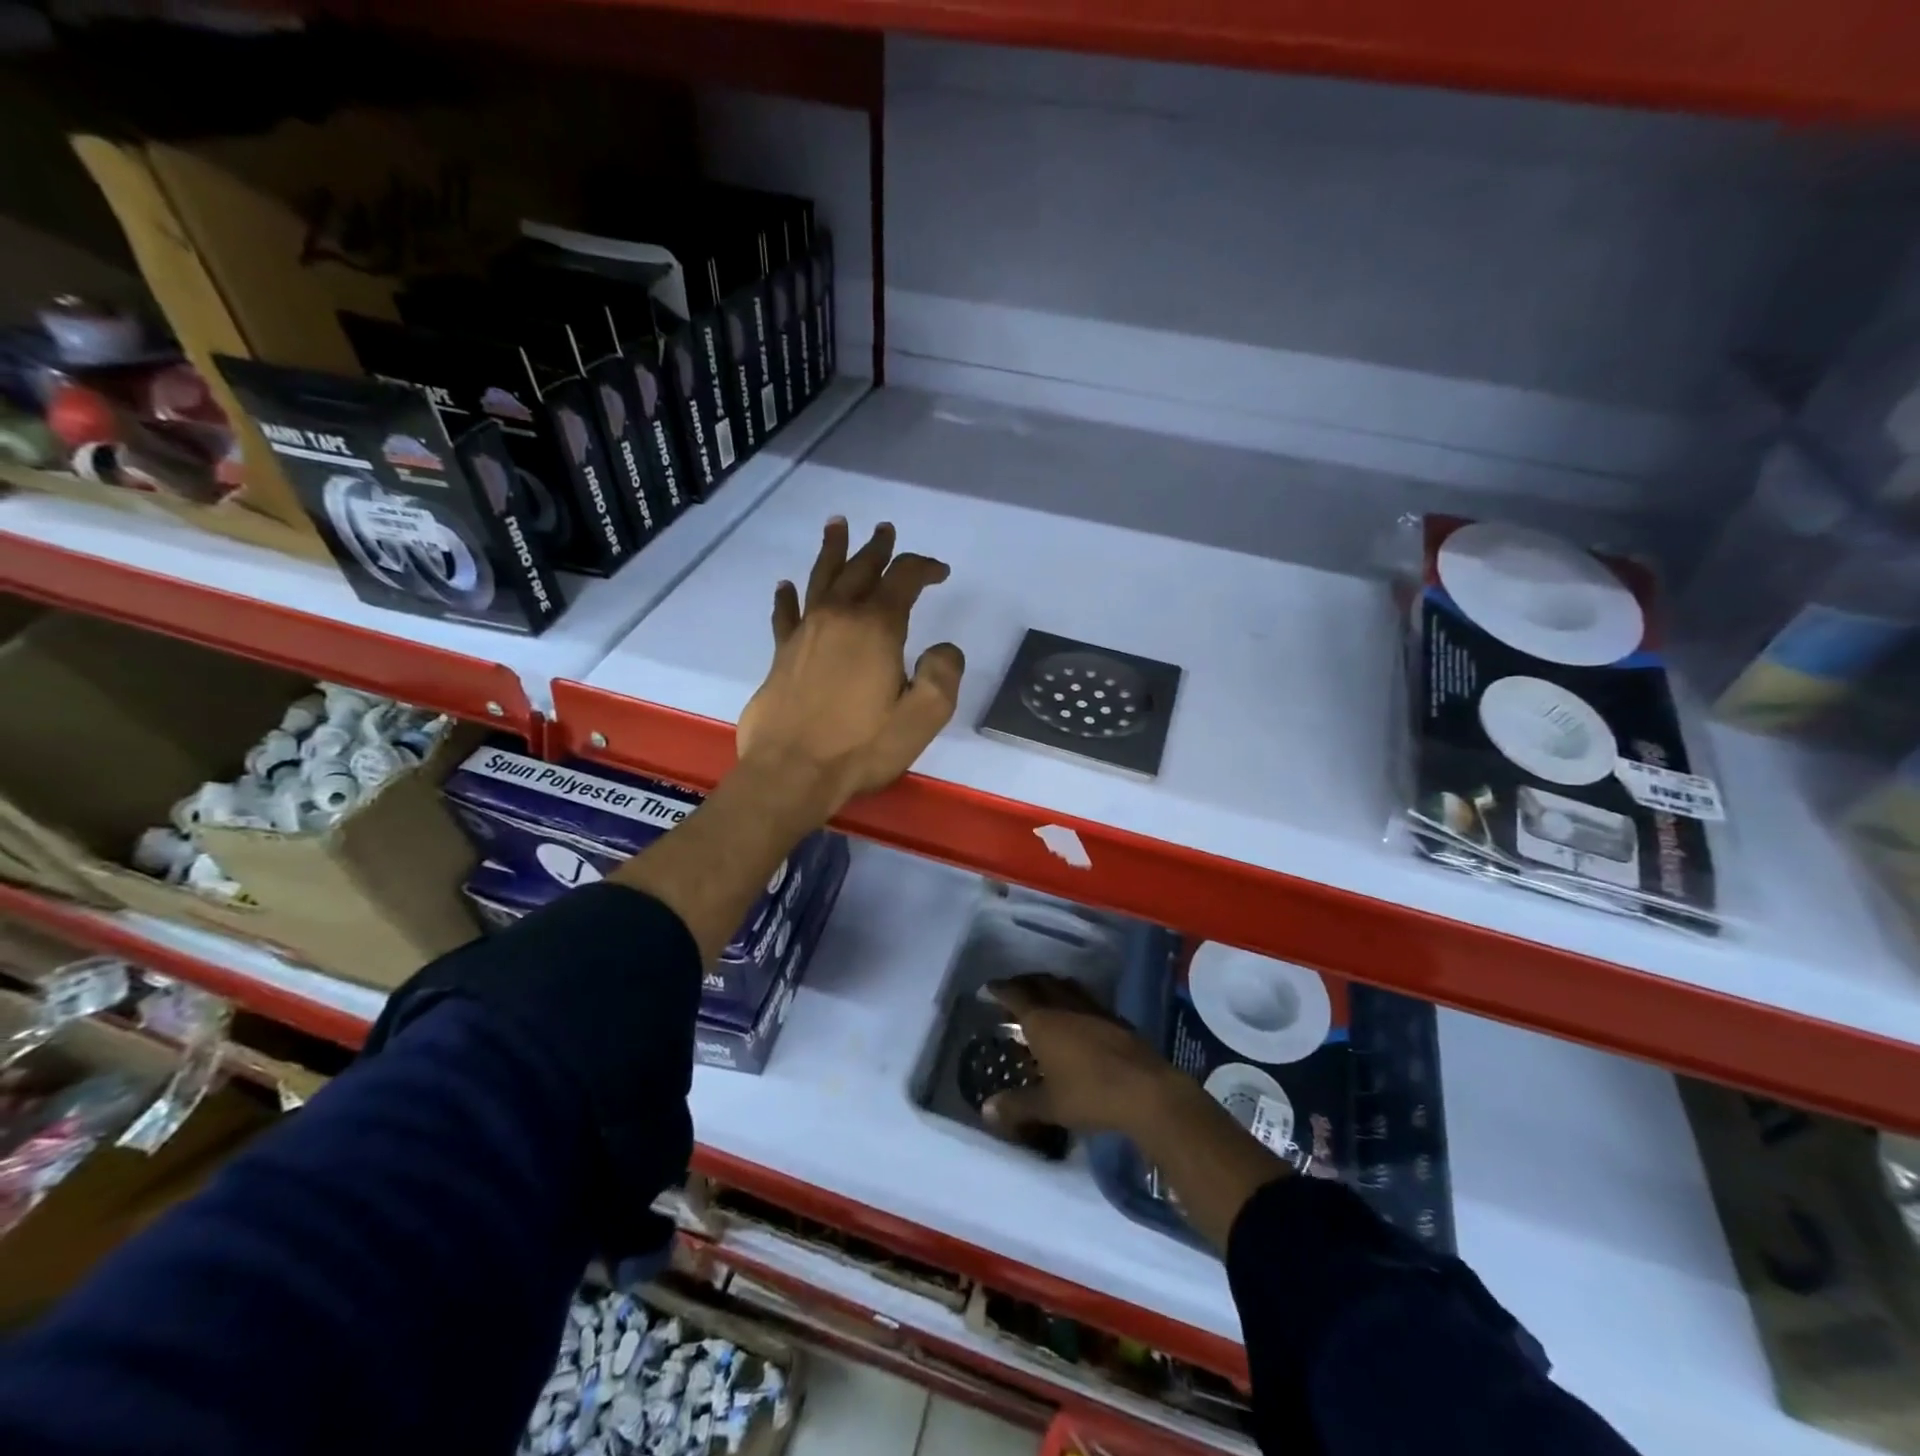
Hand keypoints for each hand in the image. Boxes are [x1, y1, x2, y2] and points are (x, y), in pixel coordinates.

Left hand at [736, 517, 963, 821]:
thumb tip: (943, 648)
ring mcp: (805, 634)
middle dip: (878, 549)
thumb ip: (943, 674)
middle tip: (885, 530)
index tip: (940, 572)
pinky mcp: (781, 655)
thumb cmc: (861, 747)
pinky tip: (785, 586)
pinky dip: (787, 597)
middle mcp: (838, 619)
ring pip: (820, 579)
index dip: (924, 568)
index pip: (903, 579)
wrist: (791, 772)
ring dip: (832, 551)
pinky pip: (785, 614)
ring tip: (837, 526)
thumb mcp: (923, 716)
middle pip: (860, 570)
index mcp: (876, 628)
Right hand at [981, 974, 1182, 1139]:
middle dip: (1023, 983)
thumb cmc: (1090, 1094)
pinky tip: (1075, 1015)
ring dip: (1049, 987)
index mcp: (1043, 1020)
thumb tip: (986, 1110)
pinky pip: (1084, 998)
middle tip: (1013, 991)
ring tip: (1041, 996)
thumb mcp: (1049, 1105)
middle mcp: (1065, 1005)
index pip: (1015, 994)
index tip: (989, 987)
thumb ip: (1017, 1105)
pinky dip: (1071, 998)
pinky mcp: (1114, 1017)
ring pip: (1064, 986)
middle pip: (1040, 983)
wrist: (1146, 1090)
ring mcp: (1092, 1008)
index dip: (1000, 989)